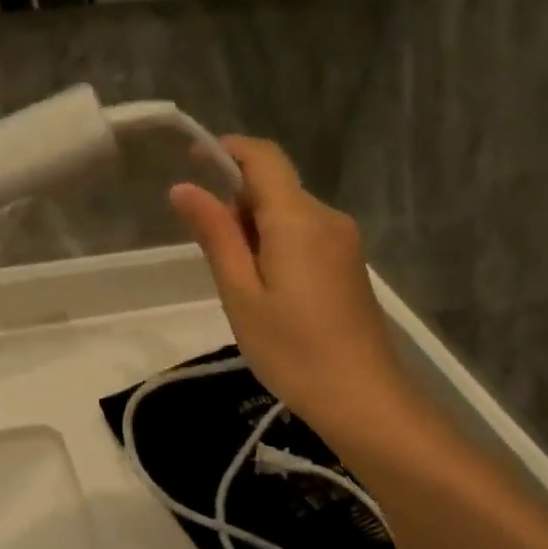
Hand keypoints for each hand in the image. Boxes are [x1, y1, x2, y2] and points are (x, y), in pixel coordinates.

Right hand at [168, 137, 420, 443]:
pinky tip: (266, 290)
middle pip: (274, 186)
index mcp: (298, 219)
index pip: (263, 157)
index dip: (227, 149)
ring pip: (288, 212)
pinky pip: (304, 234)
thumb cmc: (292, 349)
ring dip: (253, 227)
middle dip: (235, 201)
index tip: (192, 160)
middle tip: (210, 253)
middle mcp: (327, 218)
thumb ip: (215, 235)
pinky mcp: (348, 263)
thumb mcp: (240, 293)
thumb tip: (184, 188)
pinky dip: (275, 244)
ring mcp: (343, 241)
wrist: (364, 399)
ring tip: (237, 283)